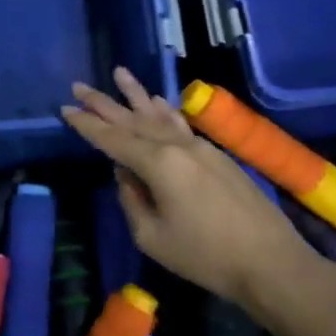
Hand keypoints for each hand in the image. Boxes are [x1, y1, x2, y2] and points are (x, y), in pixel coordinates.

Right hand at [61, 68, 313, 305]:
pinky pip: (182, 125)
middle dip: (105, 103)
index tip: (66, 109)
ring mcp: (201, 148)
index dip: (87, 125)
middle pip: (134, 120)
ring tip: (119, 73)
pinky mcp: (217, 156)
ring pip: (161, 116)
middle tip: (80, 85)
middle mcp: (178, 146)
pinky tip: (158, 101)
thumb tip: (125, 174)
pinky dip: (166, 111)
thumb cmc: (204, 256)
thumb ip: (132, 200)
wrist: (270, 262)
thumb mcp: (152, 237)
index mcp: (159, 164)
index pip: (113, 140)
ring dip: (137, 96)